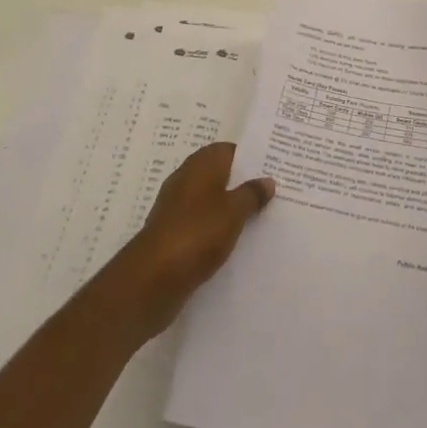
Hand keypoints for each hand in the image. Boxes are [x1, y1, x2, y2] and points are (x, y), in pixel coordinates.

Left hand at [112, 142, 274, 339]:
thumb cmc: (197, 233)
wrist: (153, 278)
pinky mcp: (173, 233)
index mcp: (201, 165)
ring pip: (211, 199)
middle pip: (220, 174)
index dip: (250, 156)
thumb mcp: (233, 211)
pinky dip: (217, 227)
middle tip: (273, 191)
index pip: (229, 150)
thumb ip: (251, 194)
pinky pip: (202, 222)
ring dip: (231, 206)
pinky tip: (236, 240)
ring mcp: (177, 207)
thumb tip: (267, 180)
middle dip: (243, 182)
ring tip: (261, 216)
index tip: (273, 166)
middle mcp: (186, 180)